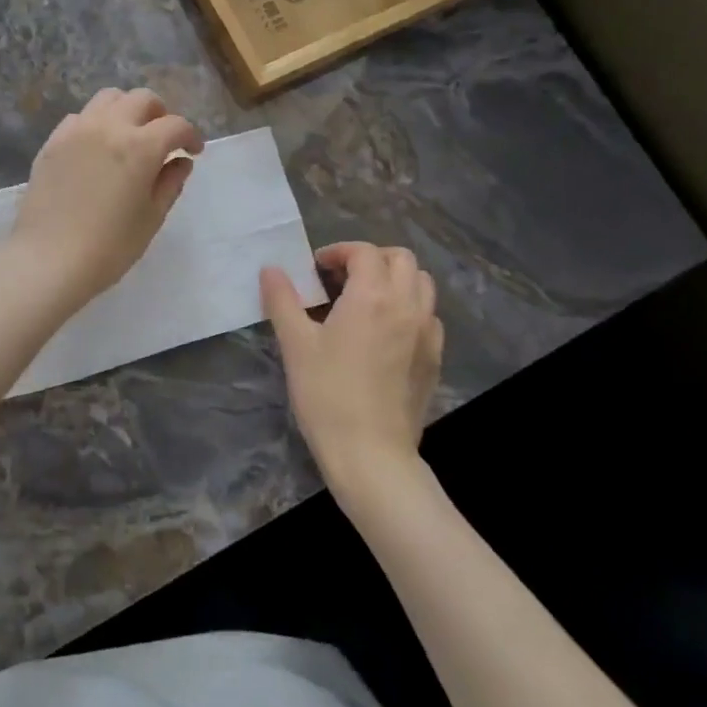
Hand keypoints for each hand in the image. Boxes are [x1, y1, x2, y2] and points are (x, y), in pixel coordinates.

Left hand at [0, 88, 203, 316]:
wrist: (48, 260)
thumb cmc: (109, 247)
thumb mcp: (151, 218)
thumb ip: (170, 183)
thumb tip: (181, 161)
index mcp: (140, 146)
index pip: (175, 125)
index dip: (190, 136)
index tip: (193, 151)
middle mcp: (109, 126)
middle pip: (142, 99)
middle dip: (160, 114)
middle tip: (163, 140)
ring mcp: (76, 130)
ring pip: (108, 98)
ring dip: (127, 110)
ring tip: (129, 136)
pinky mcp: (52, 142)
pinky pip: (80, 117)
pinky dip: (97, 122)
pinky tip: (97, 148)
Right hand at [261, 242, 444, 495]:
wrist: (371, 454)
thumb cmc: (327, 394)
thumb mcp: (295, 344)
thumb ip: (282, 300)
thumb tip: (271, 270)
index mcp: (372, 296)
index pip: (364, 252)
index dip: (338, 252)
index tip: (315, 269)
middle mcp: (407, 305)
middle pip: (402, 259)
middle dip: (371, 258)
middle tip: (342, 278)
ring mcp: (427, 333)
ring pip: (422, 284)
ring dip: (395, 280)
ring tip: (366, 300)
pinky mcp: (435, 359)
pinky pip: (429, 316)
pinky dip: (409, 308)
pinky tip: (386, 332)